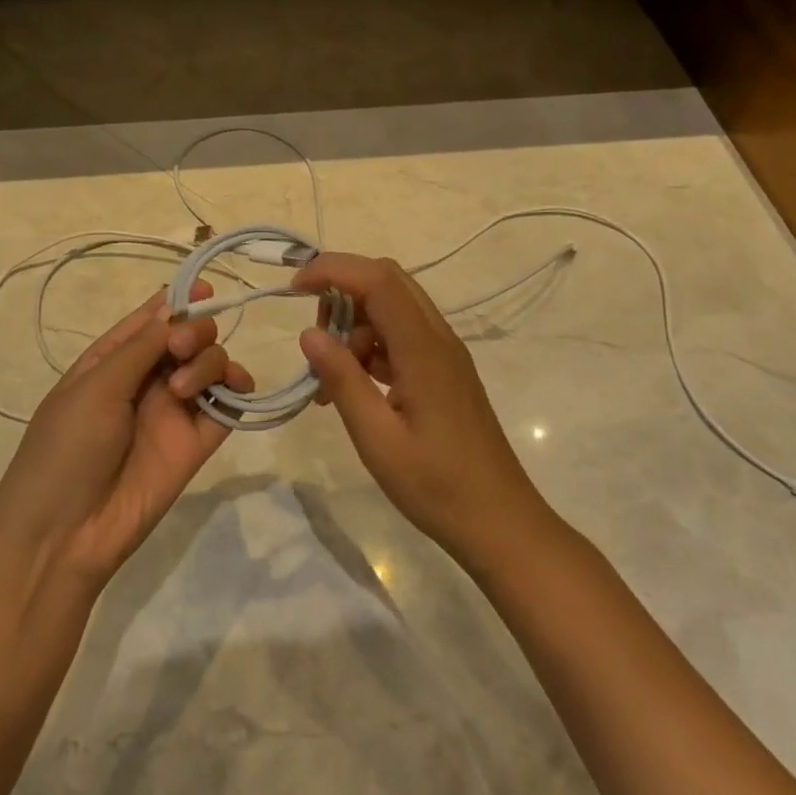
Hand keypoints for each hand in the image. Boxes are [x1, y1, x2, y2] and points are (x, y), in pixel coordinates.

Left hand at [0, 284, 252, 603]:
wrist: (64, 535)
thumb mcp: (95, 387)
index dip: (178, 300)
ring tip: (183, 388)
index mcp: (113, 360)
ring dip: (208, 361)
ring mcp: (173, 411)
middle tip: (180, 350)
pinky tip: (234, 387)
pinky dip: (237, 389)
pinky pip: (227, 406)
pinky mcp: (195, 443)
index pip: (152, 318)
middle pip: (188, 336)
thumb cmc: (65, 449)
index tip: (205, 288)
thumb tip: (174, 306)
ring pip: (210, 364)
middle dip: (194, 330)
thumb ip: (140, 347)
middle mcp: (147, 379)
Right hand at [294, 254, 547, 565]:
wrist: (501, 524)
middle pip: (386, 281)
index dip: (332, 270)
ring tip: (329, 378)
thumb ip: (342, 380)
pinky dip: (370, 345)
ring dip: (354, 325)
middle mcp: (437, 338)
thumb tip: (309, 333)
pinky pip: (401, 335)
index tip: (293, 288)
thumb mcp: (377, 438)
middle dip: (342, 291)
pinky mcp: (443, 370)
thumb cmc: (437, 487)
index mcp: (423, 348)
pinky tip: (353, 386)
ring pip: (392, 307)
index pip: (377, 280)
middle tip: (315, 337)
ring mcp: (444, 353)